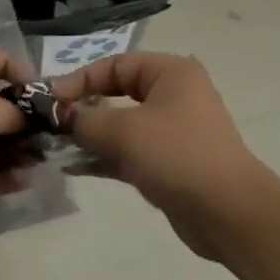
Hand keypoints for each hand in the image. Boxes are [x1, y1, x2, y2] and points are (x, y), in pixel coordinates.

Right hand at [52, 52, 275, 258]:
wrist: (230, 214)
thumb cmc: (177, 156)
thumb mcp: (123, 132)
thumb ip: (85, 120)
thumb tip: (61, 117)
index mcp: (171, 73)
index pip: (115, 65)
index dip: (80, 79)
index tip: (50, 100)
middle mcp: (174, 95)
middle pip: (118, 93)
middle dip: (83, 108)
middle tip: (51, 122)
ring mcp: (173, 131)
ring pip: (122, 125)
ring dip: (90, 135)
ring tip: (55, 146)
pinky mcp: (170, 163)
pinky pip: (129, 152)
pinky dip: (104, 157)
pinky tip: (73, 167)